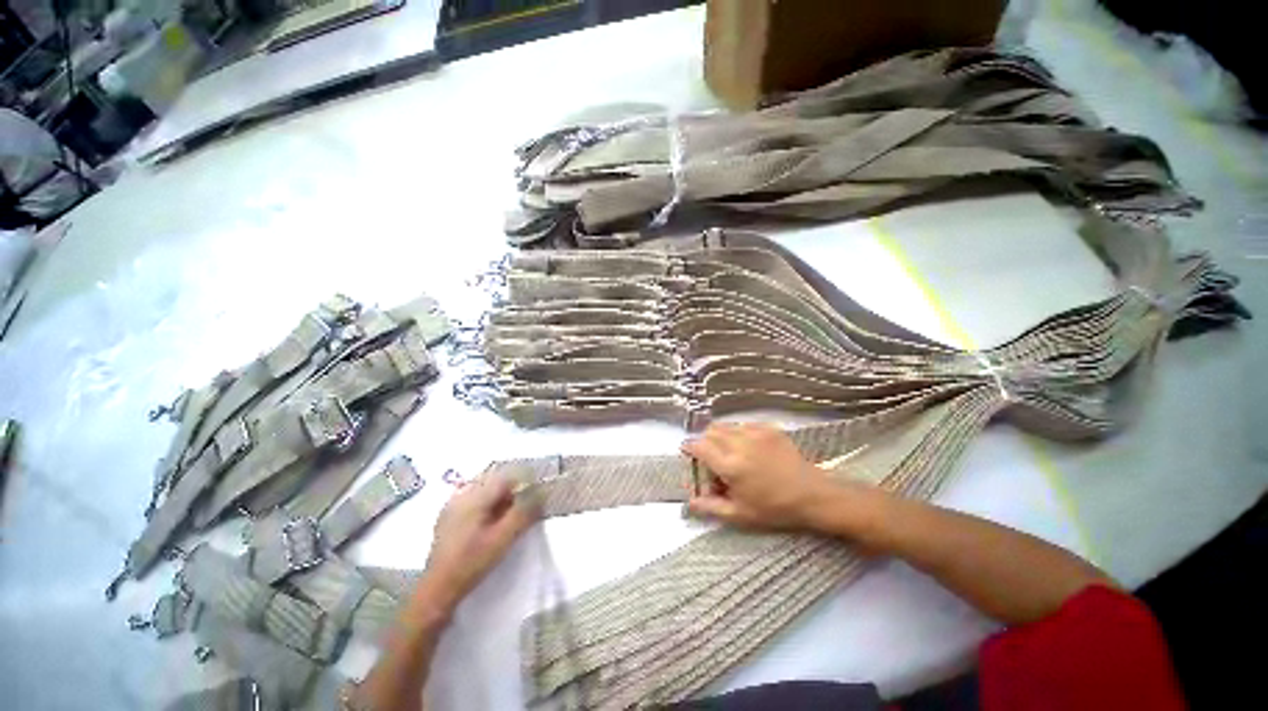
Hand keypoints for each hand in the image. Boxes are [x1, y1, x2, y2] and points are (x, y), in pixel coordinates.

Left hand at [418, 476, 535, 612]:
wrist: (437, 590)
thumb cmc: (471, 563)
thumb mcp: (503, 538)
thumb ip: (524, 513)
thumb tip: (541, 493)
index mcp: (474, 496)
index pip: (506, 476)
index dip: (524, 482)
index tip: (536, 496)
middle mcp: (462, 494)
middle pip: (495, 480)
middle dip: (513, 490)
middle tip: (526, 507)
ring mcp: (453, 504)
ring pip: (485, 489)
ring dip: (502, 497)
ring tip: (511, 515)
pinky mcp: (449, 516)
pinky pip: (474, 499)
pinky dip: (489, 504)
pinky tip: (493, 522)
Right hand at [682, 423, 835, 530]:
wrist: (813, 495)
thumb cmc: (775, 509)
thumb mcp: (740, 515)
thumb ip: (711, 507)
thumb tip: (689, 502)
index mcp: (730, 465)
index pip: (699, 446)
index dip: (689, 448)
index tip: (688, 452)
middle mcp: (739, 443)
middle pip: (710, 431)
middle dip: (705, 441)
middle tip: (712, 458)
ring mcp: (755, 433)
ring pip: (726, 426)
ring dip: (721, 436)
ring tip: (731, 453)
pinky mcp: (769, 429)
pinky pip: (744, 425)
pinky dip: (739, 433)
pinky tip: (749, 449)